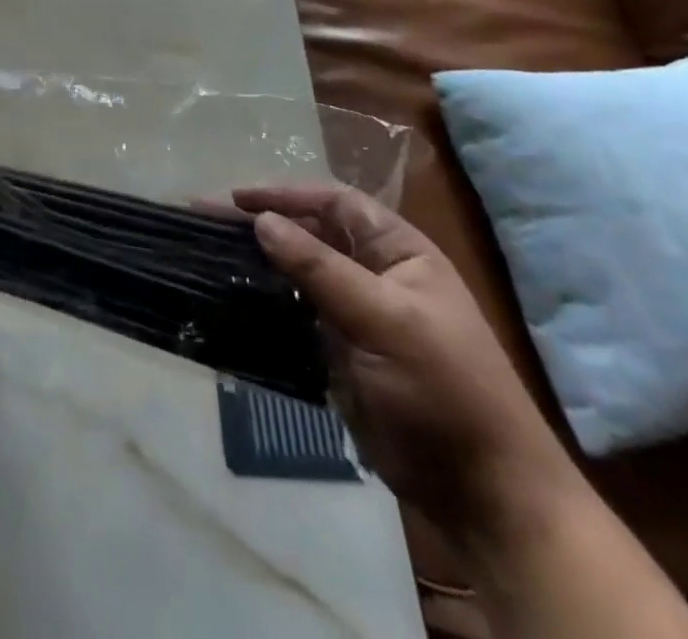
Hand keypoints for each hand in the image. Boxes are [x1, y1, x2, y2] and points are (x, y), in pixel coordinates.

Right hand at [234, 184, 577, 536]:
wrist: (482, 493)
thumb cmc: (444, 389)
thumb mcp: (385, 319)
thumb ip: (320, 268)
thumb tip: (262, 221)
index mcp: (400, 253)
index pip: (335, 203)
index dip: (287, 195)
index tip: (237, 199)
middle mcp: (375, 274)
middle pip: (309, 233)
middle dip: (261, 224)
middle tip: (205, 220)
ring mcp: (355, 313)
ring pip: (296, 273)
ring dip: (256, 261)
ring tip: (208, 252)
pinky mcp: (338, 350)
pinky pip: (293, 312)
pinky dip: (263, 302)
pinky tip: (230, 296)